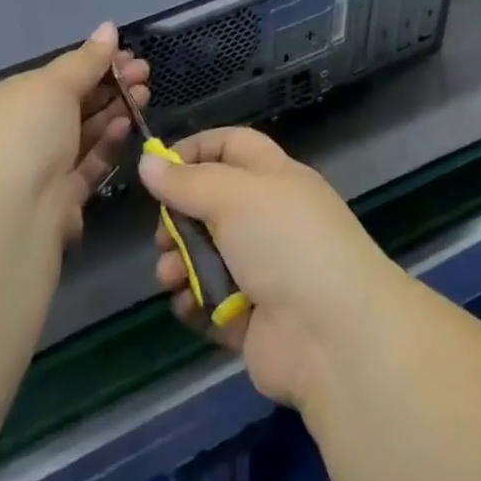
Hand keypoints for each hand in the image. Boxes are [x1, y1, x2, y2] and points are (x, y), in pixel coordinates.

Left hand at [0, 23, 148, 244]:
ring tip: (145, 92)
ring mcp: (30, 174)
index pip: (47, 79)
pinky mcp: (54, 205)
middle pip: (66, 106)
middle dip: (107, 86)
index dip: (87, 64)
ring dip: (112, 112)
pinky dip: (106, 144)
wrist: (5, 222)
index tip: (123, 53)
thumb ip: (86, 59)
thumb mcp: (53, 85)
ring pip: (79, 136)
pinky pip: (84, 167)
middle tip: (143, 72)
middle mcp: (9, 140)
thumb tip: (109, 28)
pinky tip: (127, 124)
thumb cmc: (19, 135)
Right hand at [139, 128, 405, 409]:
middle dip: (179, 218)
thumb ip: (187, 182)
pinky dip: (195, 303)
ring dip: (180, 264)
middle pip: (212, 205)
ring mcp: (263, 270)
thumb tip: (148, 162)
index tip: (157, 167)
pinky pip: (212, 303)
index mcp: (276, 177)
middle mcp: (270, 218)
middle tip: (162, 237)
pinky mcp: (253, 318)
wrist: (332, 333)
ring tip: (170, 277)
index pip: (232, 147)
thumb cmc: (285, 242)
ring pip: (207, 256)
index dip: (196, 150)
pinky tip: (188, 305)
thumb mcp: (234, 196)